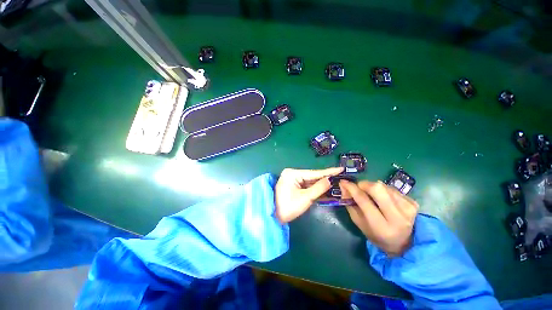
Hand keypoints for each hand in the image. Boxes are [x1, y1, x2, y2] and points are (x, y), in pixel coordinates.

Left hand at [275, 167, 343, 222]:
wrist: (274, 217)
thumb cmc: (288, 207)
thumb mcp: (305, 198)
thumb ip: (319, 188)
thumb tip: (330, 180)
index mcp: (293, 173)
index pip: (313, 173)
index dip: (328, 172)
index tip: (341, 169)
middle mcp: (292, 174)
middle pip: (312, 177)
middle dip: (326, 179)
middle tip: (341, 177)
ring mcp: (293, 179)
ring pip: (310, 182)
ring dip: (322, 184)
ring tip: (337, 183)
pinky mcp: (294, 186)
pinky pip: (307, 186)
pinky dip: (316, 189)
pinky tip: (327, 189)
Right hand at [340, 180, 418, 255]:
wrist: (404, 243)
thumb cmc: (376, 235)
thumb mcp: (359, 223)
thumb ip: (350, 204)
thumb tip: (344, 187)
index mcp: (381, 226)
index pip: (364, 200)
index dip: (352, 188)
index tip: (343, 182)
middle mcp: (397, 217)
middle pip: (377, 188)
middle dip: (364, 184)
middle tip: (359, 187)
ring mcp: (408, 209)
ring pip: (384, 186)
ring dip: (373, 188)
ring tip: (372, 196)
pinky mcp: (414, 203)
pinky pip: (392, 189)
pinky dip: (383, 190)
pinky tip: (384, 199)